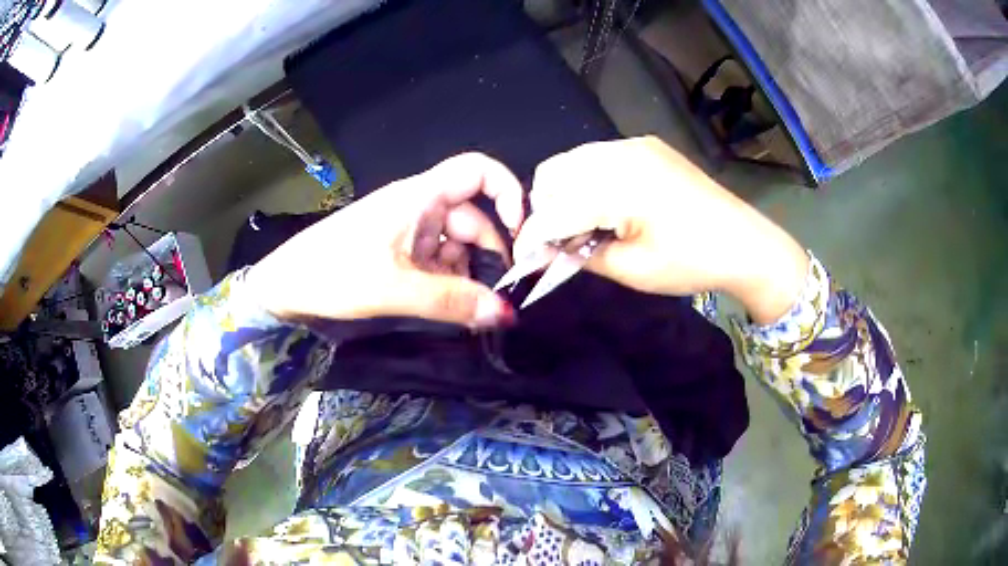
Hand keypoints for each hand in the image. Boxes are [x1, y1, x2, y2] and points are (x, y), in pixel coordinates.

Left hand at [248, 153, 523, 327]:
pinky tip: (450, 306)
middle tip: (503, 294)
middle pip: (473, 217)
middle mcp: (419, 207)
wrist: (287, 286)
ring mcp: (408, 229)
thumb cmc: (335, 273)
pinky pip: (437, 260)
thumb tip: (506, 314)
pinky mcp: (398, 251)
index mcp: (420, 197)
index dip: (507, 191)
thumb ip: (453, 301)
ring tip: (472, 309)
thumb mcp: (396, 288)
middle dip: (491, 252)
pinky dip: (449, 281)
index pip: (477, 170)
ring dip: (468, 273)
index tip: (521, 231)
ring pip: (456, 244)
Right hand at [513, 136, 807, 323]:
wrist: (746, 243)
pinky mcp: (647, 146)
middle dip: (545, 208)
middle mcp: (622, 153)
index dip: (533, 235)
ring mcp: (636, 145)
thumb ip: (581, 255)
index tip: (523, 258)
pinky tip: (606, 206)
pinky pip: (599, 157)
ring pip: (573, 160)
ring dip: (564, 192)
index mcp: (619, 185)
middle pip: (554, 173)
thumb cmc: (692, 262)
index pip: (555, 208)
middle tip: (558, 242)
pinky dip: (587, 180)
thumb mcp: (632, 269)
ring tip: (582, 225)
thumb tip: (548, 251)